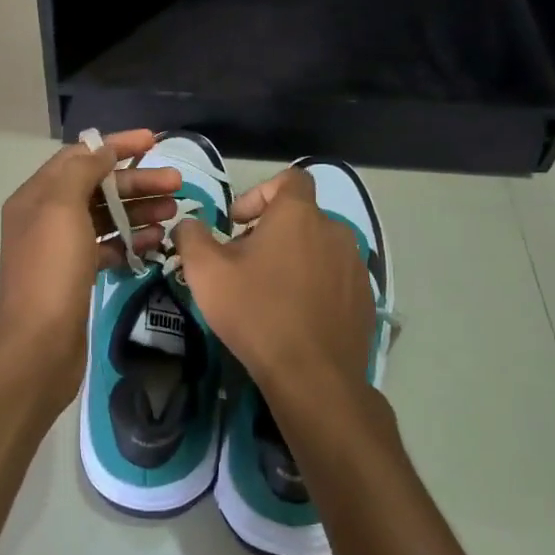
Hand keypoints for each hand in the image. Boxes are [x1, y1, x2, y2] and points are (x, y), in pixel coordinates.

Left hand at [0, 130, 183, 395]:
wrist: (38, 344)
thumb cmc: (51, 270)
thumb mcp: (62, 208)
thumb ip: (82, 171)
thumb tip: (101, 148)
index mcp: (36, 196)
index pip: (79, 156)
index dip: (116, 145)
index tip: (155, 141)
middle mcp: (46, 217)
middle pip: (97, 187)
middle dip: (136, 182)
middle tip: (177, 184)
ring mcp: (61, 248)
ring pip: (105, 217)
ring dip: (139, 210)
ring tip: (174, 212)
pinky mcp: (76, 276)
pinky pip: (107, 247)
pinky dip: (130, 240)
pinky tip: (157, 240)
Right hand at [175, 167, 375, 418]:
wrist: (312, 376)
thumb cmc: (256, 312)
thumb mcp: (206, 272)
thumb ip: (191, 236)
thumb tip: (189, 224)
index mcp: (299, 215)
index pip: (290, 179)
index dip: (260, 192)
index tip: (237, 223)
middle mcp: (335, 230)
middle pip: (301, 217)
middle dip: (271, 232)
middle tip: (243, 263)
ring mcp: (355, 266)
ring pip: (319, 248)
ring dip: (294, 258)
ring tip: (269, 291)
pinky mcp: (365, 299)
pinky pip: (335, 279)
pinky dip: (315, 285)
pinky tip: (295, 315)